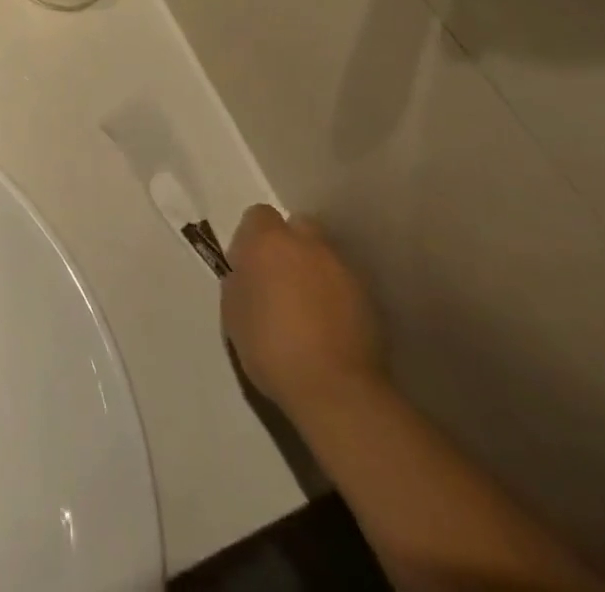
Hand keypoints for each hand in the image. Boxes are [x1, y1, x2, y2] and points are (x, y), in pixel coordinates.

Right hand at [222, 206, 384, 417]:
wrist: (335, 390)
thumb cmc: (270, 347)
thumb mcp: (233, 311)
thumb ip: (241, 280)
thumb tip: (250, 274)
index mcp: (268, 241)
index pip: (259, 215)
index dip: (253, 237)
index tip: (249, 265)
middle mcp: (308, 244)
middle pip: (299, 227)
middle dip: (290, 245)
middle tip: (281, 280)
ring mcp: (343, 269)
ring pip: (325, 256)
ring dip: (315, 271)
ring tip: (309, 309)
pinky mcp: (370, 298)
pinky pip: (346, 284)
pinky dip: (337, 296)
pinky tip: (331, 327)